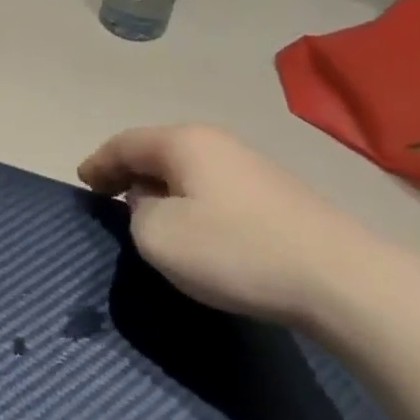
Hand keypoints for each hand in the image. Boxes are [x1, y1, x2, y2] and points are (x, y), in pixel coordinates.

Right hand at [78, 125, 381, 325]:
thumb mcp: (159, 236)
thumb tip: (149, 203)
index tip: (81, 181)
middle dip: (128, 171)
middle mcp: (216, 142)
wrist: (338, 277)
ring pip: (188, 168)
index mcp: (183, 143)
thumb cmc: (235, 250)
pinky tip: (194, 225)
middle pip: (157, 150)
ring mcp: (250, 165)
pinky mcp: (275, 194)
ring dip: (160, 186)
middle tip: (107, 195)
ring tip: (145, 212)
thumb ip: (137, 213)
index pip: (125, 143)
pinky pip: (213, 186)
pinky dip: (189, 198)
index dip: (98, 162)